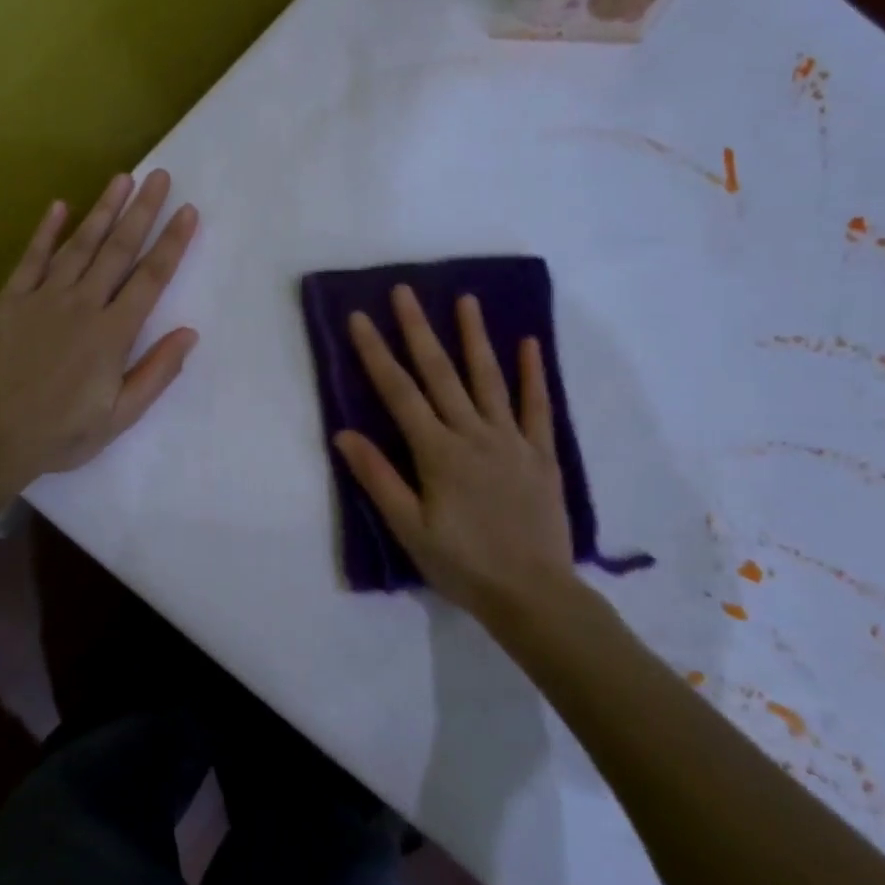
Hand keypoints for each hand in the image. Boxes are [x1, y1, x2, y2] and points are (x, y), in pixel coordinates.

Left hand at [0, 170, 197, 487]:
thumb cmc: (61, 433)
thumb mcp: (120, 416)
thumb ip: (156, 372)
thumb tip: (189, 333)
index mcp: (112, 333)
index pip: (150, 278)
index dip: (172, 243)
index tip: (188, 211)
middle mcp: (82, 305)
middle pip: (118, 250)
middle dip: (142, 211)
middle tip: (159, 176)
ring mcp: (42, 298)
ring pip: (79, 245)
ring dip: (103, 210)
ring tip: (121, 179)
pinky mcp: (9, 301)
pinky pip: (31, 259)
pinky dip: (45, 232)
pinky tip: (59, 206)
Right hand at [334, 286, 582, 619]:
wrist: (532, 594)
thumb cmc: (462, 564)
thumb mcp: (409, 528)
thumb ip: (378, 478)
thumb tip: (344, 433)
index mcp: (437, 452)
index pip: (399, 392)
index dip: (376, 353)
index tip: (361, 318)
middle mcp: (473, 434)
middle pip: (441, 374)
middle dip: (419, 330)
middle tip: (405, 291)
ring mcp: (511, 440)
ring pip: (489, 379)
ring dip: (475, 337)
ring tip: (466, 300)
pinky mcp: (541, 454)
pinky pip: (537, 407)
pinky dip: (533, 374)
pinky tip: (530, 344)